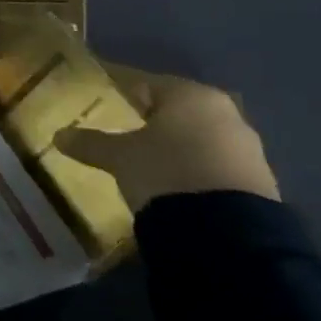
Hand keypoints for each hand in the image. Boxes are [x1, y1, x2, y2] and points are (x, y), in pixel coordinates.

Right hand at [53, 67, 279, 213]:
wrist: (229, 236)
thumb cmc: (166, 172)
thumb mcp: (120, 157)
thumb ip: (90, 143)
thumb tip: (58, 136)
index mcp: (190, 95)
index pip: (146, 84)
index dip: (121, 93)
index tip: (103, 104)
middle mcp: (226, 113)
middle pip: (177, 111)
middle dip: (152, 122)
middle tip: (124, 136)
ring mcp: (249, 150)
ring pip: (200, 139)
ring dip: (177, 149)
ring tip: (149, 166)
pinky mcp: (261, 185)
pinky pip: (216, 167)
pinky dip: (195, 172)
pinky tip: (176, 189)